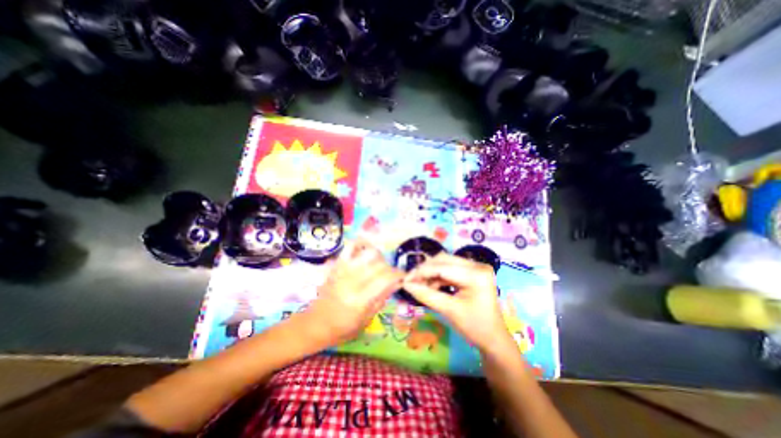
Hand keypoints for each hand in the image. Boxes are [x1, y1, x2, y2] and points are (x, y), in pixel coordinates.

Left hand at [301, 240, 401, 345]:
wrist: (316, 324)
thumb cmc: (343, 328)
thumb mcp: (366, 319)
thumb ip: (382, 299)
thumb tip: (397, 283)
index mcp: (361, 299)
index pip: (386, 278)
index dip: (398, 274)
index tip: (402, 277)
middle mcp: (353, 281)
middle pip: (380, 264)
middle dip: (390, 268)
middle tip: (390, 275)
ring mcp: (344, 270)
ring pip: (369, 253)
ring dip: (379, 257)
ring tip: (379, 265)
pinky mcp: (337, 265)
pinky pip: (350, 246)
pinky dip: (361, 243)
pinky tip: (366, 250)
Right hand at [402, 252, 513, 354]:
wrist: (493, 339)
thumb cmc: (474, 327)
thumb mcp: (448, 311)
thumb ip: (426, 295)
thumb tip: (406, 284)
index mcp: (476, 274)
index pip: (442, 268)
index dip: (421, 272)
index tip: (405, 280)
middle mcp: (477, 264)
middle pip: (443, 260)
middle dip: (425, 270)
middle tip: (411, 282)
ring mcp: (476, 266)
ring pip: (445, 263)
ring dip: (431, 273)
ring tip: (421, 286)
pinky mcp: (472, 271)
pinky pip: (450, 268)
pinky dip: (438, 276)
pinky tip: (431, 286)